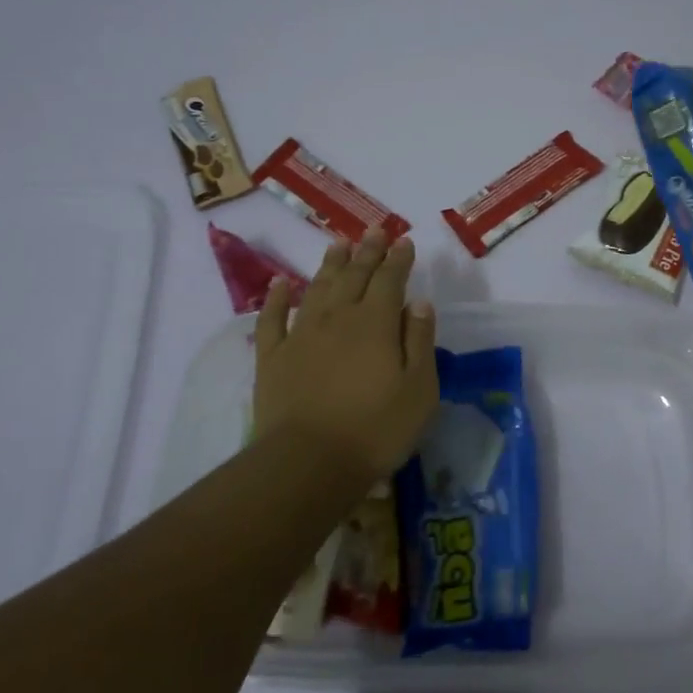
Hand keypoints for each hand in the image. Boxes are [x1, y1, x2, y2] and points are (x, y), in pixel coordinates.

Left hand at [254, 229, 437, 489]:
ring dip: (330, 263)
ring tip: (339, 243)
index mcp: (376, 323)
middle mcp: (338, 318)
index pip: (390, 280)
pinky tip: (279, 282)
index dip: (398, 259)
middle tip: (375, 230)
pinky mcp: (272, 357)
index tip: (404, 241)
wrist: (308, 463)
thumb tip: (419, 302)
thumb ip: (420, 341)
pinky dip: (276, 297)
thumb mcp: (419, 389)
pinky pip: (272, 318)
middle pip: (355, 276)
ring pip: (317, 288)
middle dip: (368, 251)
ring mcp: (301, 335)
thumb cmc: (376, 429)